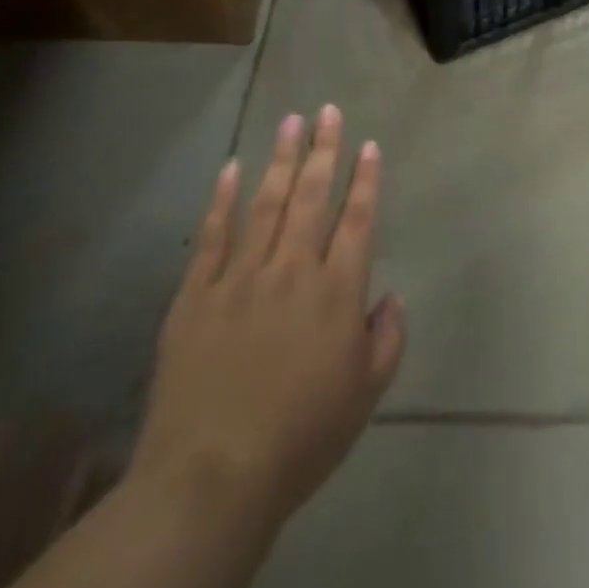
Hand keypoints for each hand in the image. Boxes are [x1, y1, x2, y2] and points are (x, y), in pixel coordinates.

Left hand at [127, 105, 405, 551]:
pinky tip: (231, 168)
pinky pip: (212, 235)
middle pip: (313, 195)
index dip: (366, 179)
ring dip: (282, 159)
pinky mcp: (197, 294)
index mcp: (338, 290)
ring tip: (291, 121)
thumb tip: (391, 295)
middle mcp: (293, 269)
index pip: (358, 218)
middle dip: (324, 149)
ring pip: (267, 202)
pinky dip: (223, 199)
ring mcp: (241, 276)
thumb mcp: (366, 395)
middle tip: (328, 110)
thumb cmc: (302, 438)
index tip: (369, 145)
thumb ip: (388, 337)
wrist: (212, 477)